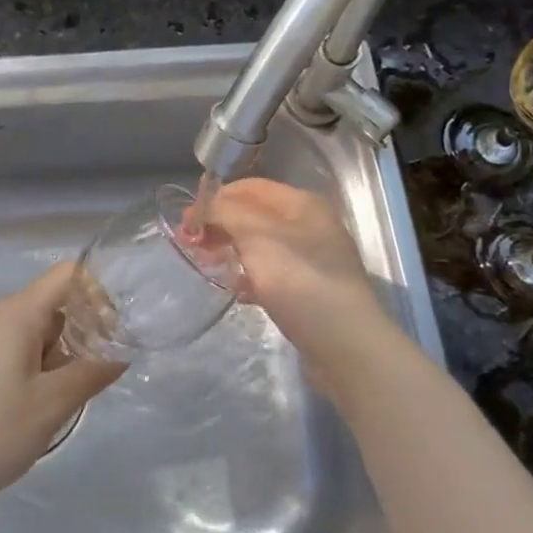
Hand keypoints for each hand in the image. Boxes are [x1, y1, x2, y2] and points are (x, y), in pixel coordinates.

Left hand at [0, 263, 123, 516]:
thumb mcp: (53, 405)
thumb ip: (91, 373)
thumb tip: (118, 354)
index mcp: (16, 314)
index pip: (67, 275)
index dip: (97, 293)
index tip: (111, 332)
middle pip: (47, 305)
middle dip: (76, 333)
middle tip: (87, 377)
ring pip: (24, 331)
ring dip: (49, 354)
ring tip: (54, 400)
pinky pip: (0, 348)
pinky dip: (22, 364)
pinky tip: (17, 408)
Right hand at [204, 179, 388, 402]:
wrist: (346, 345)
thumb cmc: (300, 281)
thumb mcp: (257, 236)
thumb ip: (226, 213)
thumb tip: (204, 207)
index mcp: (302, 204)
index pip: (250, 187)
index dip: (216, 199)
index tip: (186, 221)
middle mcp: (311, 225)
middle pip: (255, 216)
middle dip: (221, 226)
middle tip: (191, 245)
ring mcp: (313, 260)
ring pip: (261, 246)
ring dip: (232, 251)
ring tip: (209, 267)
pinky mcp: (311, 291)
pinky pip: (272, 275)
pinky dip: (251, 278)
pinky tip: (238, 293)